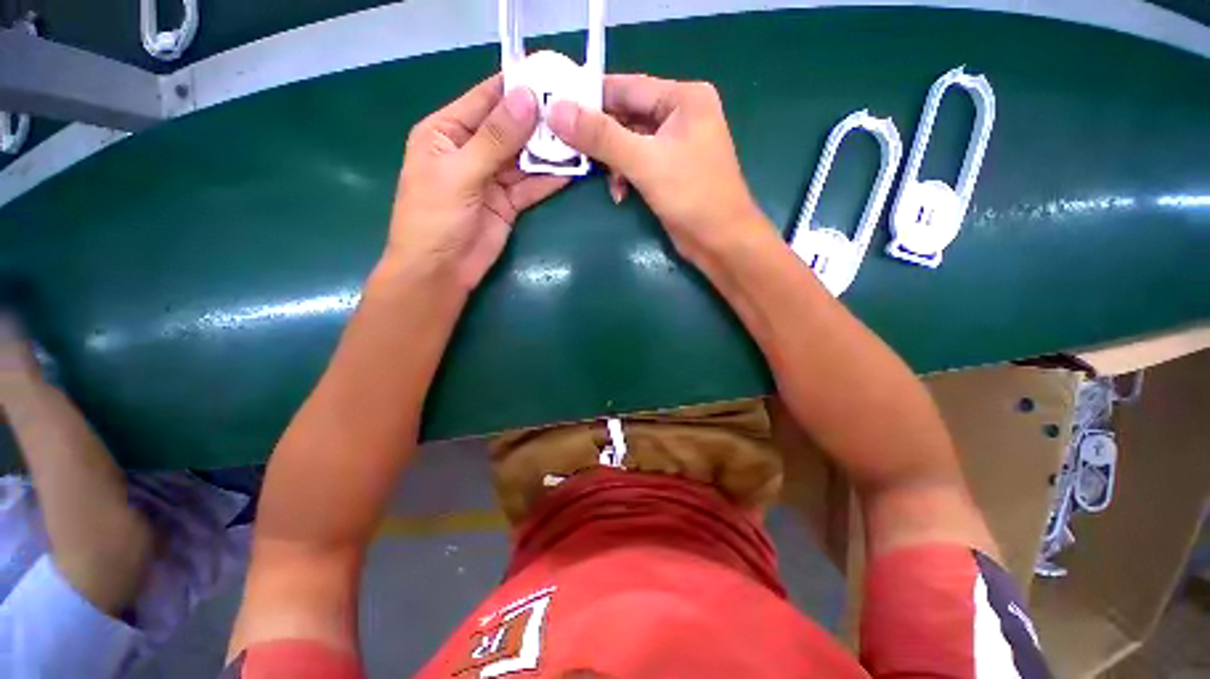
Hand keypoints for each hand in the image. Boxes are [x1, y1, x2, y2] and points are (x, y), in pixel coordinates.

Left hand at [384, 74, 569, 290]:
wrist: (441, 272)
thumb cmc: (435, 219)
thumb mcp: (460, 173)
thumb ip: (494, 139)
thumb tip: (527, 99)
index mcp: (447, 131)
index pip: (484, 99)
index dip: (515, 87)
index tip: (551, 75)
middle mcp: (471, 150)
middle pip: (510, 128)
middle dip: (539, 120)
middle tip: (575, 108)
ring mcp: (492, 178)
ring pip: (525, 158)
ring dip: (549, 150)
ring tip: (580, 136)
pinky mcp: (509, 203)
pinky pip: (532, 185)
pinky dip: (550, 179)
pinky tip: (573, 169)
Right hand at [549, 75, 768, 266]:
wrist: (721, 241)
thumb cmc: (691, 195)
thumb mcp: (644, 161)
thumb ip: (601, 136)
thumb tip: (556, 110)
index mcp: (684, 98)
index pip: (627, 86)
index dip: (591, 98)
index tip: (557, 109)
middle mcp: (681, 115)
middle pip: (627, 116)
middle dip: (601, 138)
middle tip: (571, 151)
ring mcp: (676, 145)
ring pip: (630, 143)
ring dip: (613, 163)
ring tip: (604, 181)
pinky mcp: (670, 171)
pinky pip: (638, 163)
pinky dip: (625, 176)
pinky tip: (620, 194)